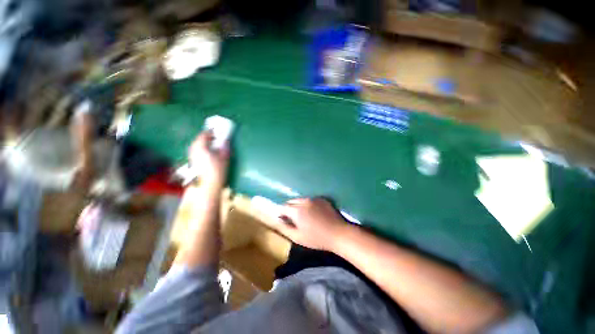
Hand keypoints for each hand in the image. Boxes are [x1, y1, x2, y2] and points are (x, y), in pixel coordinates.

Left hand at [188, 131, 229, 191]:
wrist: (207, 185)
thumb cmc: (217, 170)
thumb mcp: (224, 157)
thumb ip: (225, 147)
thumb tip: (226, 140)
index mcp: (200, 147)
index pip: (203, 135)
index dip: (210, 132)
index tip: (216, 131)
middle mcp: (193, 150)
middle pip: (198, 140)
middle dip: (206, 138)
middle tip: (215, 138)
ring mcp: (191, 156)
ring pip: (196, 146)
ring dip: (203, 144)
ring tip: (212, 145)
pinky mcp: (192, 163)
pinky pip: (196, 152)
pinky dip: (201, 150)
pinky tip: (208, 154)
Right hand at [267, 198, 347, 251]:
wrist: (338, 233)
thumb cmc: (317, 238)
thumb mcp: (297, 237)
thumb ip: (284, 228)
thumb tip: (278, 220)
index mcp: (297, 210)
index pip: (283, 207)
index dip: (281, 213)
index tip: (282, 219)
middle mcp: (304, 201)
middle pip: (291, 201)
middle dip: (288, 208)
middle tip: (292, 218)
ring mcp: (314, 198)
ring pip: (300, 199)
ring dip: (298, 205)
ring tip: (302, 215)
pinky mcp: (322, 199)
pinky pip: (310, 199)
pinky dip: (307, 204)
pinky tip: (313, 212)